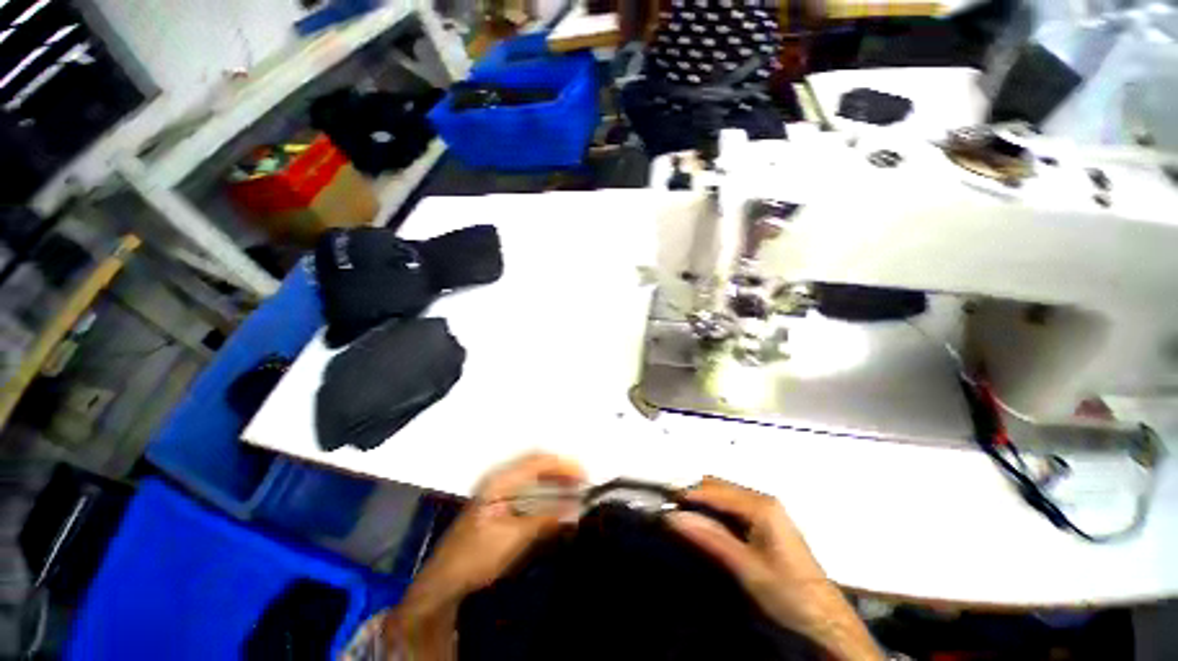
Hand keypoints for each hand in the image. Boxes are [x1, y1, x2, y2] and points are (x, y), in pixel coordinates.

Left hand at [400, 453, 586, 616]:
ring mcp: (498, 490)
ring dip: (554, 479)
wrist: (445, 580)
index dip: (562, 465)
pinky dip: (545, 491)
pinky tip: (555, 500)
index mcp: (500, 481)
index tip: (583, 474)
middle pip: (536, 464)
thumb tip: (575, 508)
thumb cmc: (477, 556)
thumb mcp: (514, 538)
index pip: (537, 462)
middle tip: (582, 481)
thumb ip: (546, 519)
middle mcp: (499, 479)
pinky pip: (528, 488)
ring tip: (574, 489)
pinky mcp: (499, 503)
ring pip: (532, 475)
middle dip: (560, 470)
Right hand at [667, 477, 882, 660]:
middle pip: (719, 487)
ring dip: (702, 502)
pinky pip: (732, 507)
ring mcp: (766, 510)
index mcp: (760, 505)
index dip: (687, 493)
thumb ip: (708, 538)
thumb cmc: (786, 592)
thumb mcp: (743, 566)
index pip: (714, 490)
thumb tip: (672, 517)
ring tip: (681, 514)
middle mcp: (763, 500)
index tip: (663, 500)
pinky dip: (714, 511)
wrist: (823, 619)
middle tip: (670, 506)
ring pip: (725, 496)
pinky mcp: (766, 523)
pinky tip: (704, 522)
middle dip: (693, 494)